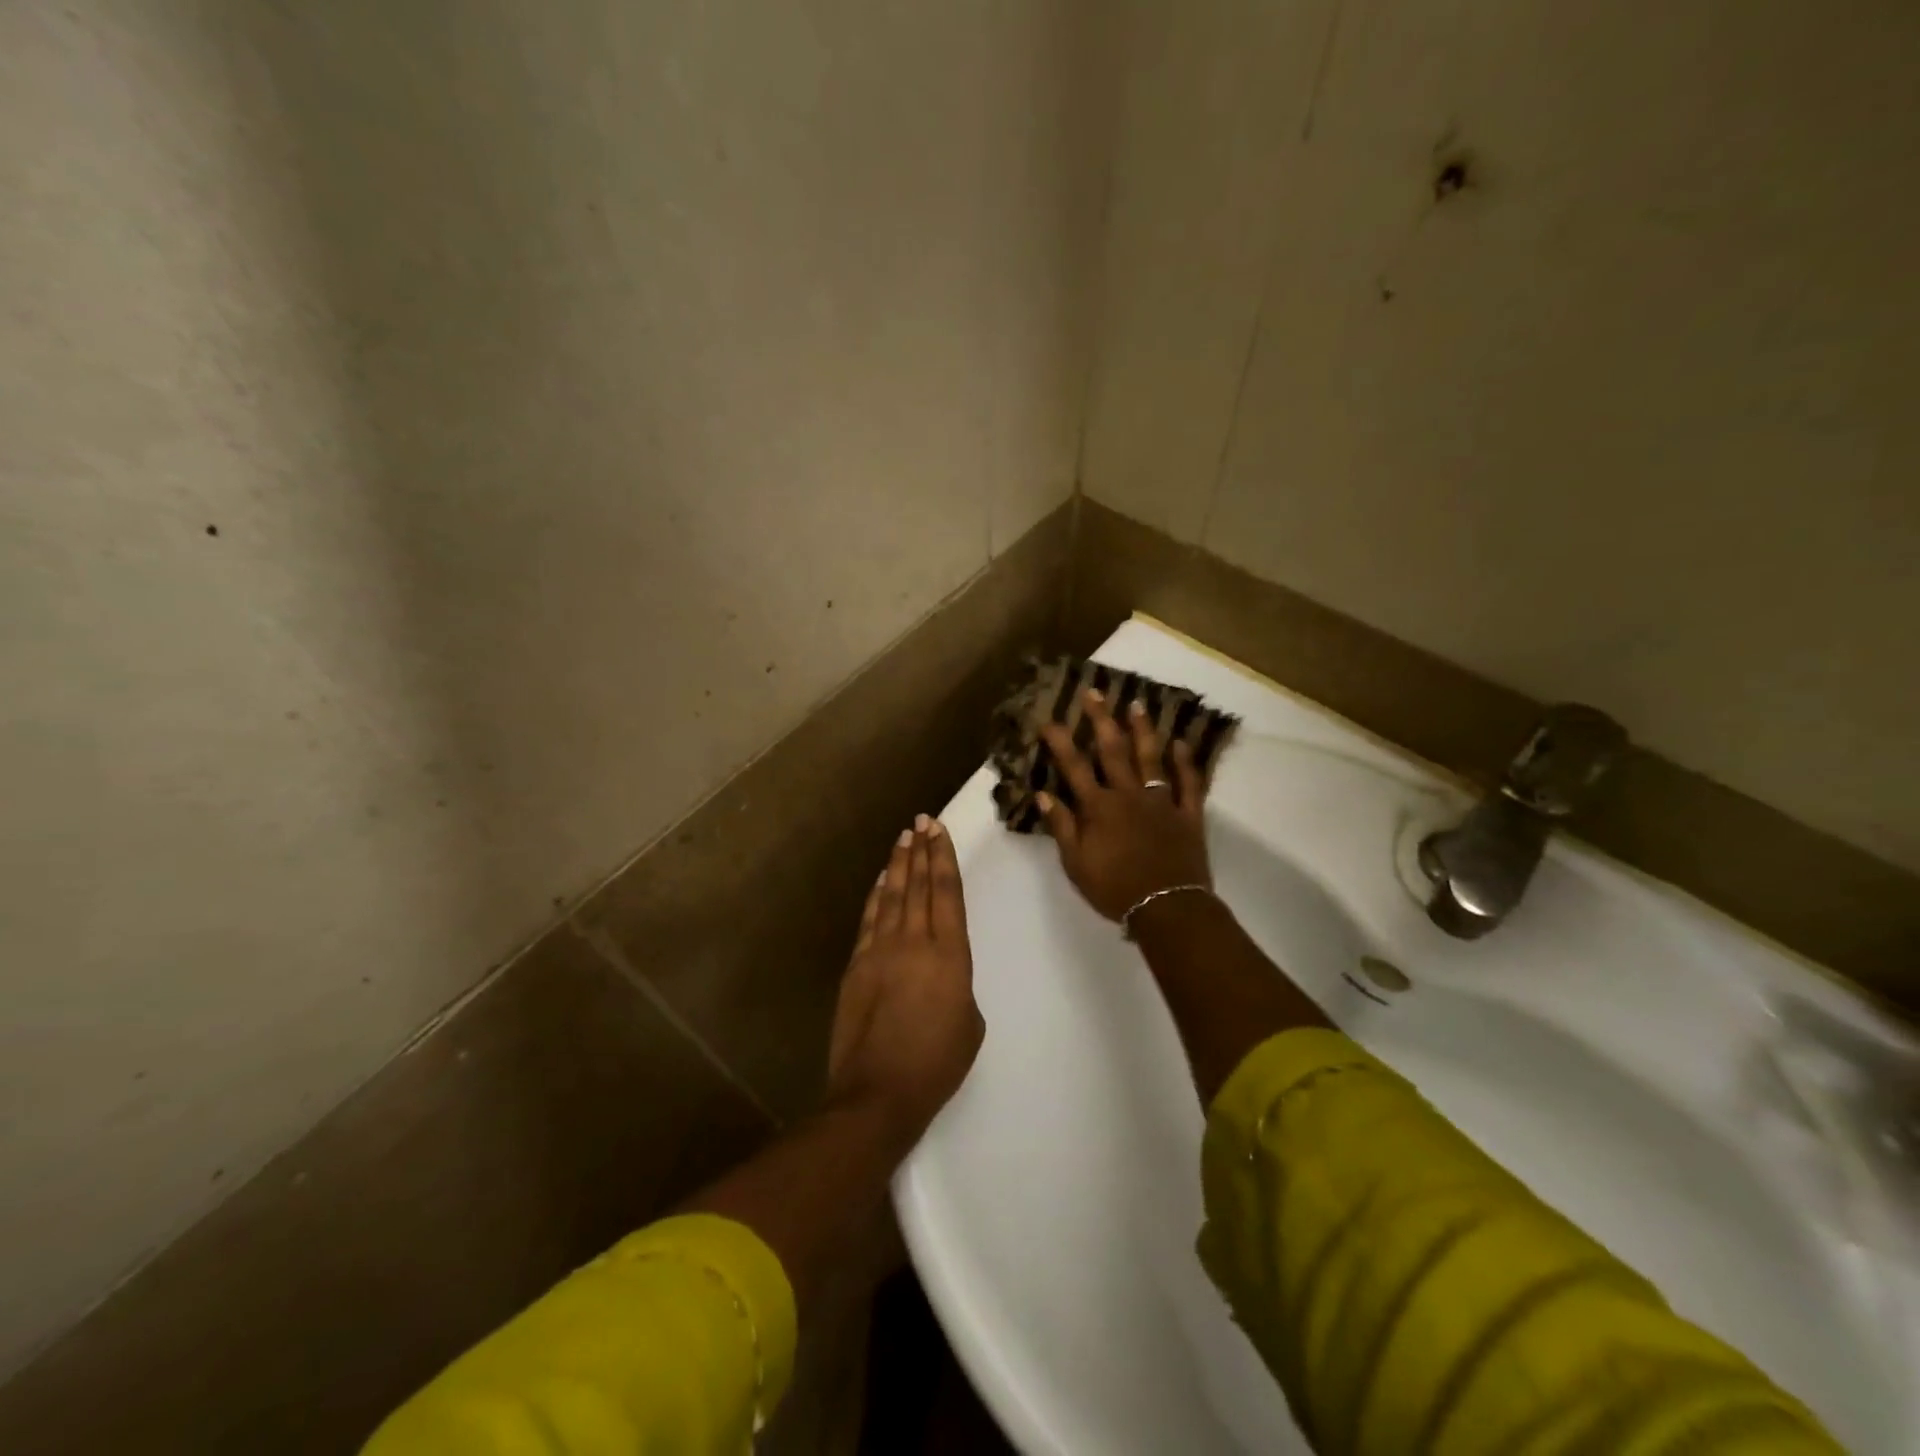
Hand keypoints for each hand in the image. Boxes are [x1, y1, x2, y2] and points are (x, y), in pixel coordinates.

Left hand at [826, 817, 982, 1143]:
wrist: (879, 1092)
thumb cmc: (936, 1064)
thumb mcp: (969, 1024)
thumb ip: (958, 986)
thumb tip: (940, 975)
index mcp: (950, 955)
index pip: (946, 893)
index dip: (943, 858)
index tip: (939, 830)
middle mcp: (914, 942)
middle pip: (918, 885)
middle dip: (922, 850)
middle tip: (923, 821)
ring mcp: (880, 951)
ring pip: (892, 896)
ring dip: (898, 865)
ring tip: (904, 839)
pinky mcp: (856, 965)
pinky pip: (869, 920)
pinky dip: (876, 896)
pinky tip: (881, 881)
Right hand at [1037, 690, 1212, 921]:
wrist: (1166, 908)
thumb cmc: (1115, 889)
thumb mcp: (1076, 863)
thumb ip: (1062, 827)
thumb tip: (1044, 795)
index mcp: (1099, 808)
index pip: (1075, 767)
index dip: (1061, 742)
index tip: (1050, 719)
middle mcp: (1129, 795)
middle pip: (1113, 751)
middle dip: (1101, 720)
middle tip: (1094, 692)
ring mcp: (1162, 802)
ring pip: (1152, 758)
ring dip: (1143, 730)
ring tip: (1137, 705)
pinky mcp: (1188, 815)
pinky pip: (1189, 783)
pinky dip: (1185, 762)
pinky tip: (1181, 743)